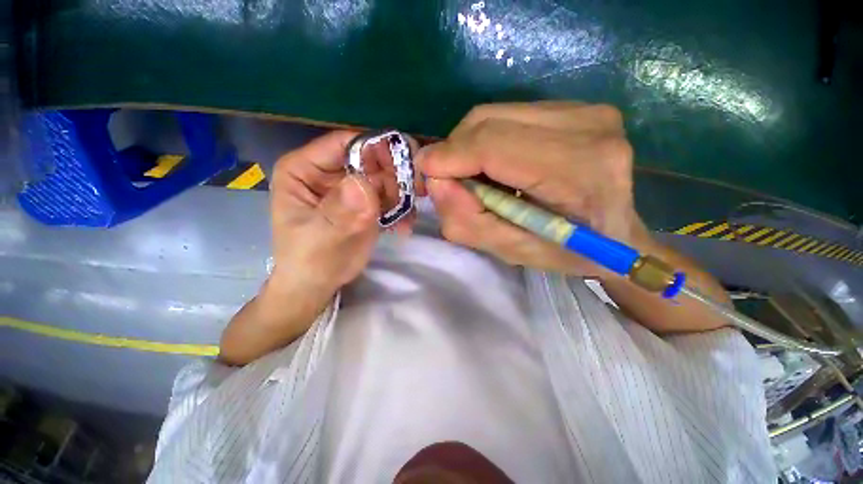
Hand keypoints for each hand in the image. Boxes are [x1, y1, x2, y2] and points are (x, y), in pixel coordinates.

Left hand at [269, 130, 423, 292]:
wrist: (318, 284)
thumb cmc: (310, 261)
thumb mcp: (321, 238)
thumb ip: (340, 212)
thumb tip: (364, 184)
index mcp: (304, 169)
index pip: (344, 143)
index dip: (376, 150)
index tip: (405, 166)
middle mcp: (328, 171)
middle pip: (370, 158)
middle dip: (394, 175)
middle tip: (413, 196)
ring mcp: (349, 186)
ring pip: (384, 176)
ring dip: (401, 194)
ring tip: (406, 218)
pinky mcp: (364, 202)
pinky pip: (389, 195)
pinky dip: (400, 207)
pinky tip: (404, 225)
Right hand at [418, 101, 651, 275]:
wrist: (618, 235)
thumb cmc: (569, 252)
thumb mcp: (512, 250)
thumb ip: (469, 221)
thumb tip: (437, 182)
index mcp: (580, 170)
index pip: (495, 145)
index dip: (451, 156)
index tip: (426, 173)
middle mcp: (588, 126)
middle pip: (489, 120)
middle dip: (455, 150)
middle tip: (449, 180)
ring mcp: (585, 110)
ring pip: (494, 113)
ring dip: (470, 145)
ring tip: (473, 176)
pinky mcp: (576, 108)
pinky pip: (509, 115)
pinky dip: (488, 140)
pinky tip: (495, 165)